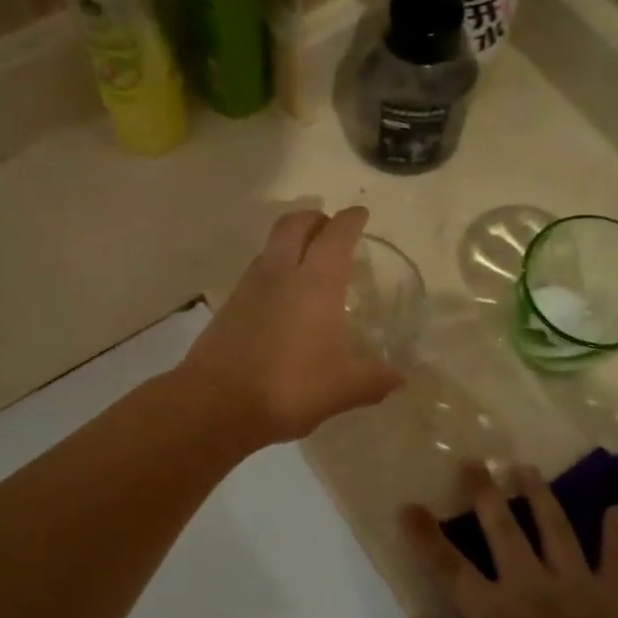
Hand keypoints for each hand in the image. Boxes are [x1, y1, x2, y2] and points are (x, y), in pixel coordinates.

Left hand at [180, 208, 406, 447]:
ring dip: (290, 242)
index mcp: (316, 282)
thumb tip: (400, 378)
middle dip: (315, 219)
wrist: (216, 403)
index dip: (351, 220)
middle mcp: (280, 272)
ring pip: (271, 245)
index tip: (360, 215)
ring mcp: (249, 286)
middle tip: (331, 228)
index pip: (336, 234)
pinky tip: (282, 297)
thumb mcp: (342, 388)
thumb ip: (374, 379)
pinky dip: (273, 269)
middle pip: (295, 224)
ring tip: (308, 261)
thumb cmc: (289, 388)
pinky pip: (257, 271)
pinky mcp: (229, 305)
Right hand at [397, 462, 617, 617]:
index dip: (424, 535)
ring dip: (539, 495)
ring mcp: (575, 585)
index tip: (408, 507)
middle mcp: (530, 585)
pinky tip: (616, 509)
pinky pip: (616, 556)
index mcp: (492, 611)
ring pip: (555, 527)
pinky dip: (616, 532)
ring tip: (527, 468)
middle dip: (484, 492)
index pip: (448, 565)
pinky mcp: (616, 596)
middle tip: (473, 463)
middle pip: (503, 528)